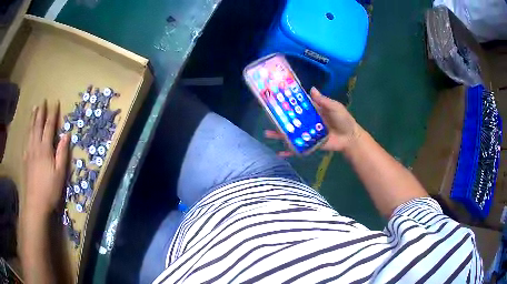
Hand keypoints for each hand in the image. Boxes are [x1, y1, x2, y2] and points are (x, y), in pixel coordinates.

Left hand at [23, 101, 69, 218]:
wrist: (36, 203)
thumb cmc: (50, 189)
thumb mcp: (60, 173)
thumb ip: (62, 153)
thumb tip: (67, 134)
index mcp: (45, 148)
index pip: (49, 126)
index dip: (52, 114)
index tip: (55, 103)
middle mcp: (35, 146)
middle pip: (37, 125)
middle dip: (40, 112)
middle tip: (42, 101)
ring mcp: (29, 152)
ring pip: (30, 131)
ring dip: (32, 118)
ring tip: (34, 108)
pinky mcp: (25, 159)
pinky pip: (26, 140)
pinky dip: (27, 131)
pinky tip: (28, 131)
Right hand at [265, 87, 361, 156]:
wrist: (350, 138)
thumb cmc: (343, 120)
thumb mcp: (335, 107)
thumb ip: (323, 100)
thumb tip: (311, 89)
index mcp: (312, 110)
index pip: (297, 105)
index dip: (287, 102)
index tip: (275, 99)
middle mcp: (307, 121)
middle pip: (290, 119)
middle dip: (279, 119)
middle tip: (266, 117)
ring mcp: (307, 133)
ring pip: (291, 133)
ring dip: (279, 134)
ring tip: (267, 134)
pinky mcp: (309, 144)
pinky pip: (298, 147)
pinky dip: (289, 151)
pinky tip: (279, 153)